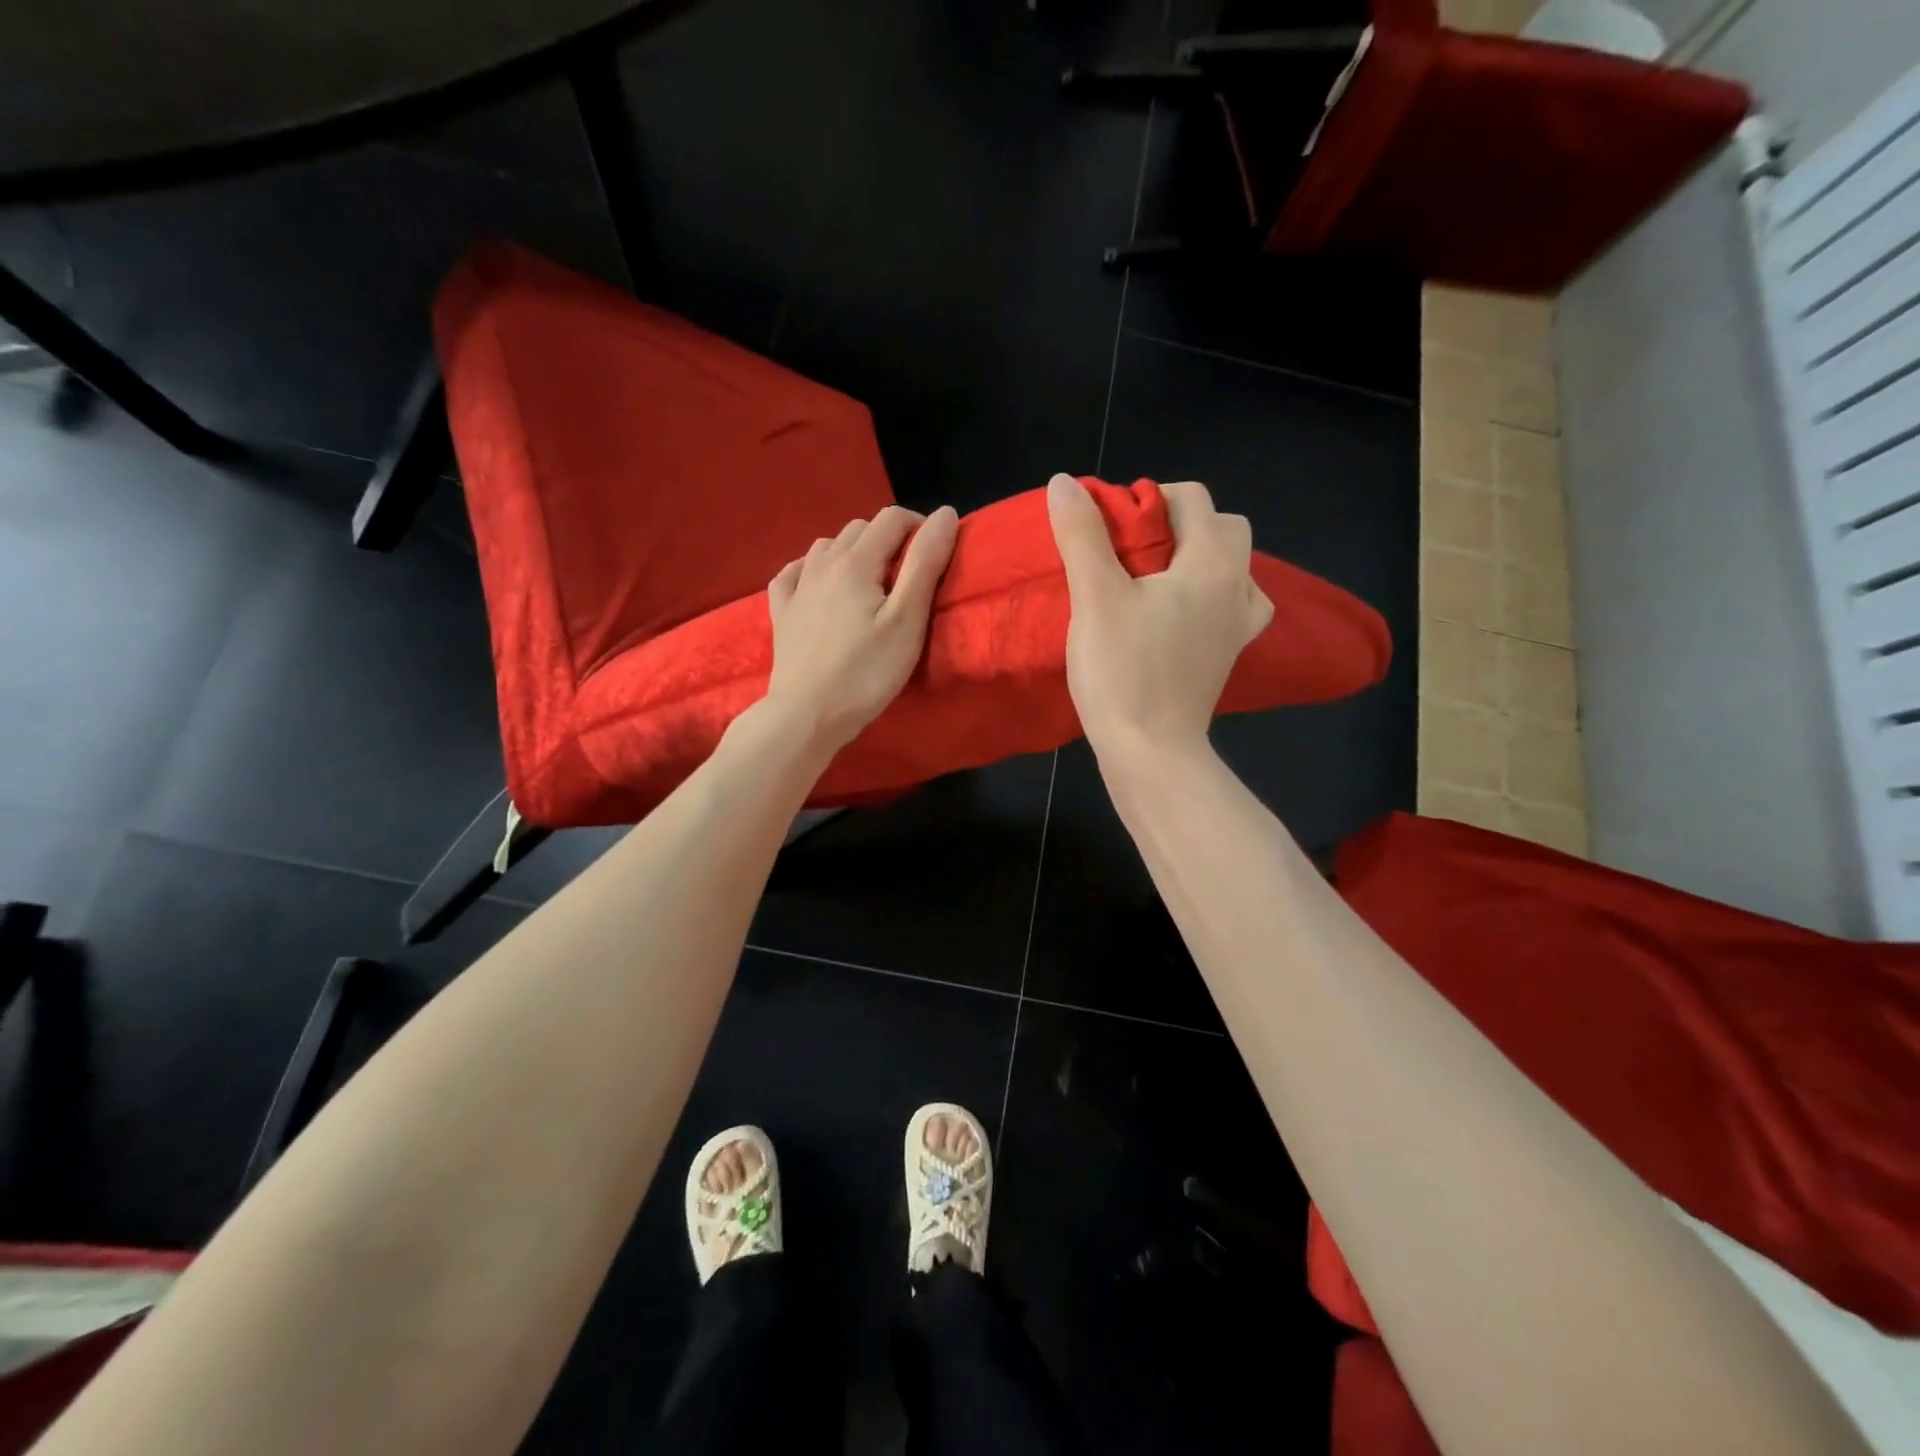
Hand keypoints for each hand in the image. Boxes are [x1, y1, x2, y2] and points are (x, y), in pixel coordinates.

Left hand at [764, 503, 960, 751]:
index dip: (920, 527)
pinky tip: (820, 585)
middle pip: (860, 528)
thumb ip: (925, 564)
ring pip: (827, 546)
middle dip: (889, 540)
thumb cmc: (866, 672)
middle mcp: (822, 563)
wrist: (807, 714)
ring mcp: (797, 587)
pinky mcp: (782, 612)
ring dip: (853, 552)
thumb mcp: (906, 620)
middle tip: (909, 577)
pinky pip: (794, 572)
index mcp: (856, 561)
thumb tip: (944, 513)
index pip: (892, 519)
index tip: (936, 556)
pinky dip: (813, 568)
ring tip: (872, 583)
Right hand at [1046, 473, 1271, 760]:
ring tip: (1158, 575)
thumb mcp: (1095, 598)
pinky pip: (1233, 605)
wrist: (1151, 751)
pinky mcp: (1227, 655)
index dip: (1149, 497)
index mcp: (1211, 563)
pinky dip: (1211, 595)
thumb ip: (1082, 536)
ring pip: (1235, 566)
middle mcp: (1237, 586)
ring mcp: (1237, 625)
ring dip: (1201, 556)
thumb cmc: (1123, 672)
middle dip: (1182, 522)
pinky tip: (1179, 611)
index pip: (1192, 498)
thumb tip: (1065, 483)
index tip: (1111, 524)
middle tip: (1134, 546)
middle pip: (1225, 526)